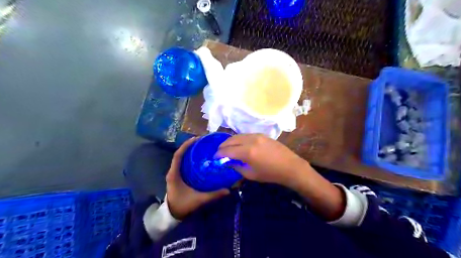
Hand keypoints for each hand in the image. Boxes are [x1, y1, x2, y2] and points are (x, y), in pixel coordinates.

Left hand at [167, 137, 228, 218]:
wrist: (171, 216)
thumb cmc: (182, 206)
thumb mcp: (198, 200)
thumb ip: (213, 195)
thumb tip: (228, 190)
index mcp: (174, 174)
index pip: (178, 155)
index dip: (186, 146)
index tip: (196, 139)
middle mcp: (173, 172)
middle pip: (180, 154)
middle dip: (190, 146)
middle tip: (202, 142)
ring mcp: (174, 174)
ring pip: (181, 159)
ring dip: (189, 152)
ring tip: (202, 147)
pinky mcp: (177, 177)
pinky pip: (183, 164)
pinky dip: (189, 159)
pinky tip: (199, 159)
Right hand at [217, 134, 309, 185]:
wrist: (290, 166)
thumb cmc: (271, 174)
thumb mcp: (251, 174)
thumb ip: (237, 166)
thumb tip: (228, 161)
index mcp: (247, 152)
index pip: (228, 150)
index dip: (219, 154)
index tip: (214, 157)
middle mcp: (251, 140)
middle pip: (231, 140)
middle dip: (223, 146)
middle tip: (219, 152)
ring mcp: (257, 135)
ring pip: (238, 135)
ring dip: (231, 141)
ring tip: (227, 148)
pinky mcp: (262, 134)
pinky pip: (246, 135)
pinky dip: (239, 139)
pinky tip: (239, 144)